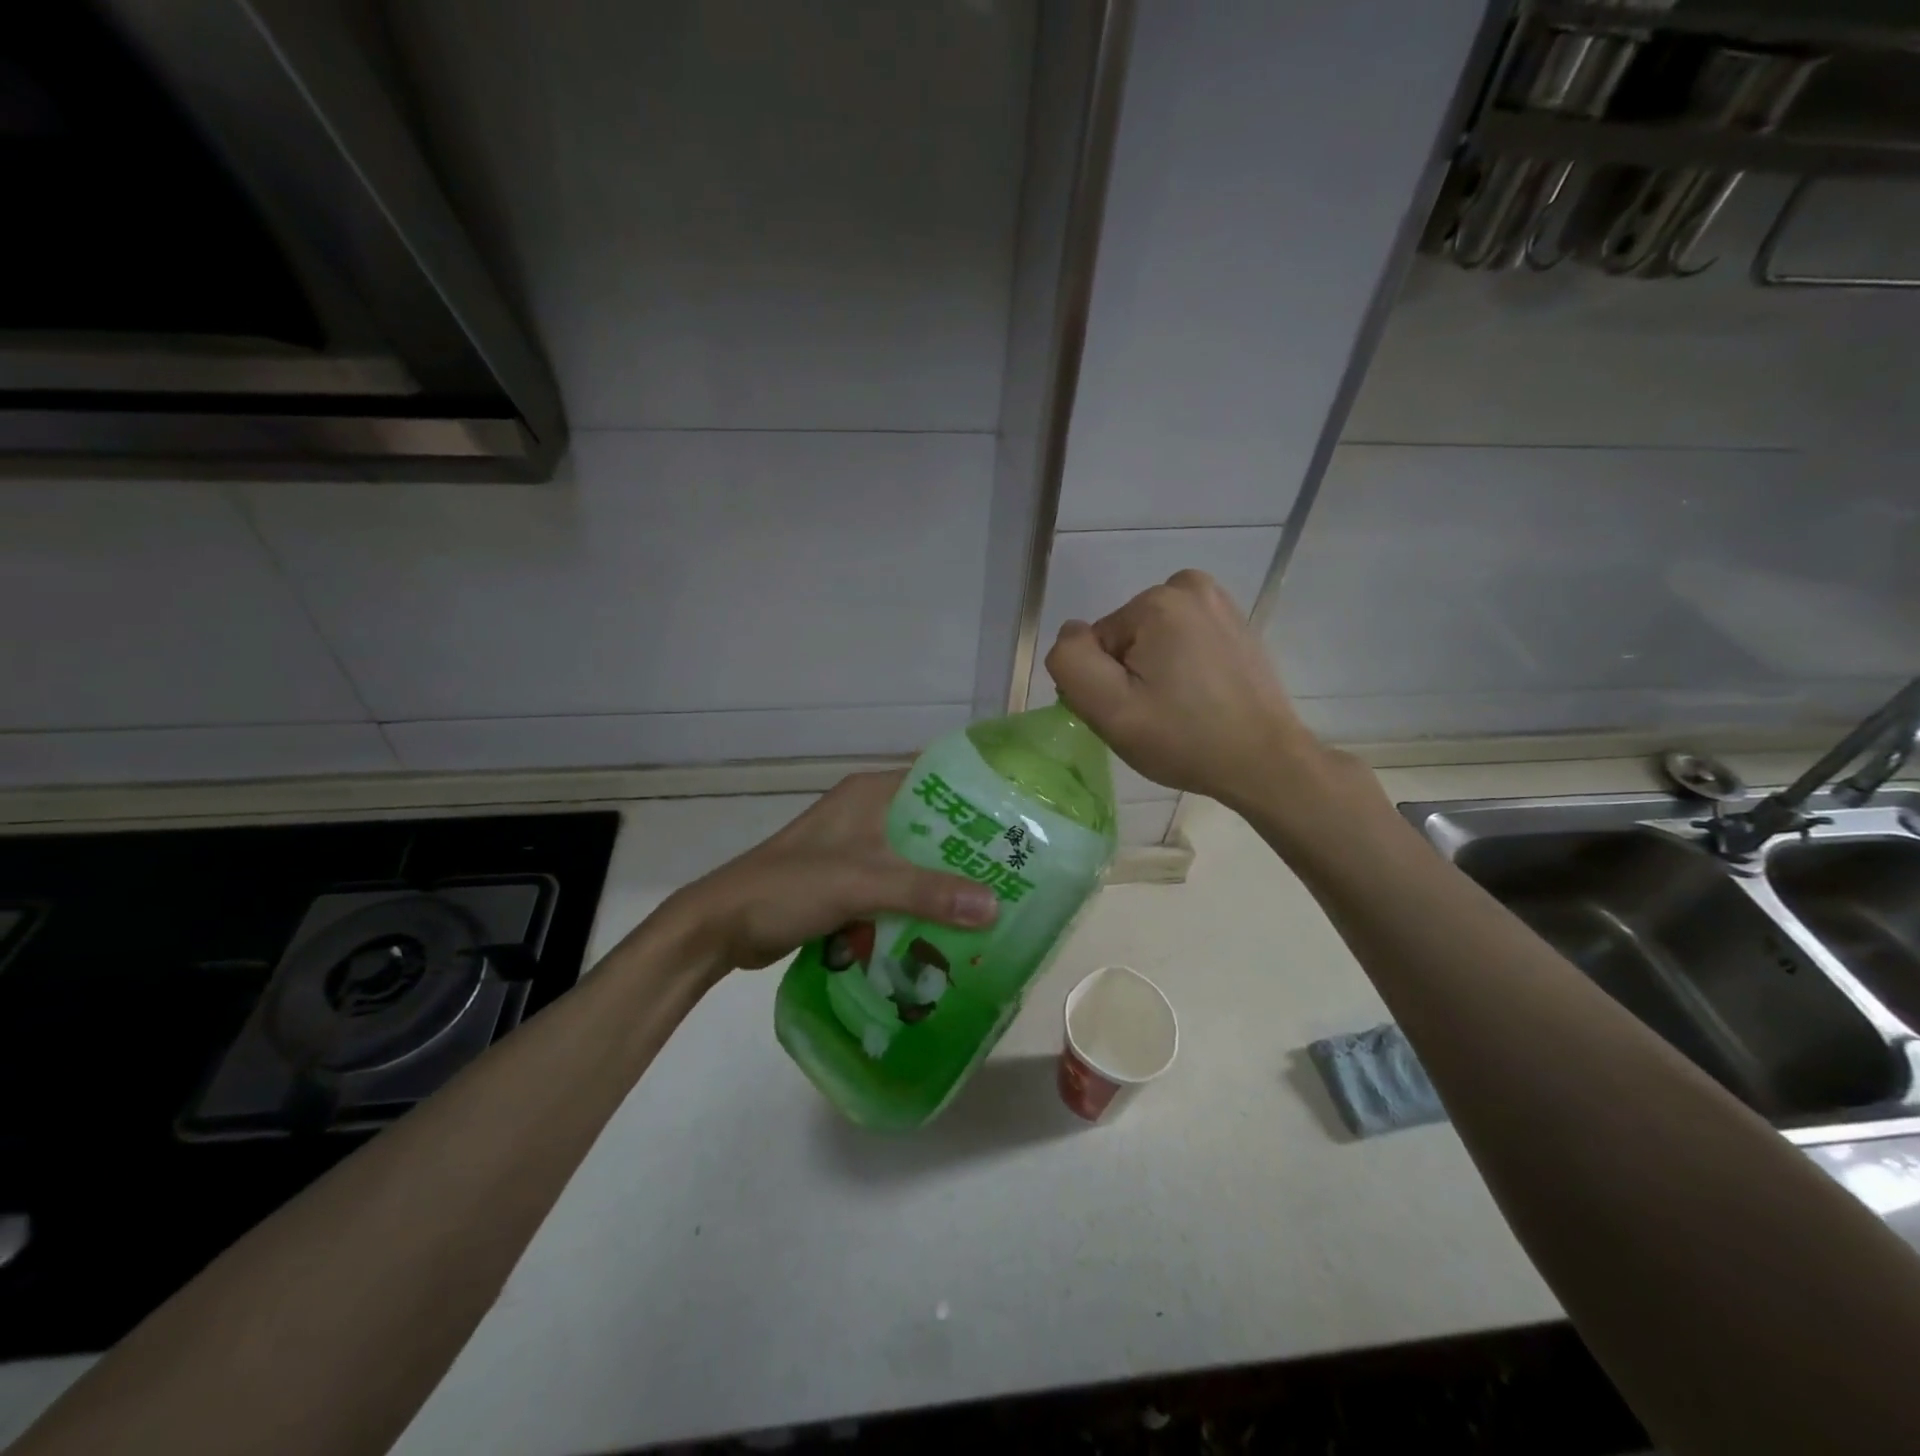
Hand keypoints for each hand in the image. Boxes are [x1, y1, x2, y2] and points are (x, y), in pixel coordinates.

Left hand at [657, 771, 998, 971]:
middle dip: (968, 850)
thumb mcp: (861, 883)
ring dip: (944, 881)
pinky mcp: (847, 882)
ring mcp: (855, 849)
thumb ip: (926, 893)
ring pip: (915, 860)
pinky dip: (918, 904)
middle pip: (931, 826)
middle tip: (1017, 873)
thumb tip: (996, 906)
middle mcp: (867, 813)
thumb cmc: (789, 887)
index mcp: (870, 794)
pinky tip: (949, 928)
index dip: (979, 799)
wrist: (722, 926)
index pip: (938, 781)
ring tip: (995, 903)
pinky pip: (895, 887)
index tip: (1021, 822)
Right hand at [1044, 570, 1328, 809]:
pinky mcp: (1236, 624)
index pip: (1097, 643)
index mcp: (1157, 602)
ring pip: (1151, 639)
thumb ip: (1072, 662)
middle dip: (1130, 673)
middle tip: (1153, 714)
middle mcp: (1189, 587)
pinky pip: (1182, 640)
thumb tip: (1072, 634)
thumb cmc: (1184, 739)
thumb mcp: (1110, 710)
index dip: (1105, 683)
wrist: (1265, 762)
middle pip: (1125, 637)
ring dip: (1154, 670)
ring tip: (1178, 708)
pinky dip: (1181, 665)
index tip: (1132, 713)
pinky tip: (1199, 697)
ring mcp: (1219, 604)